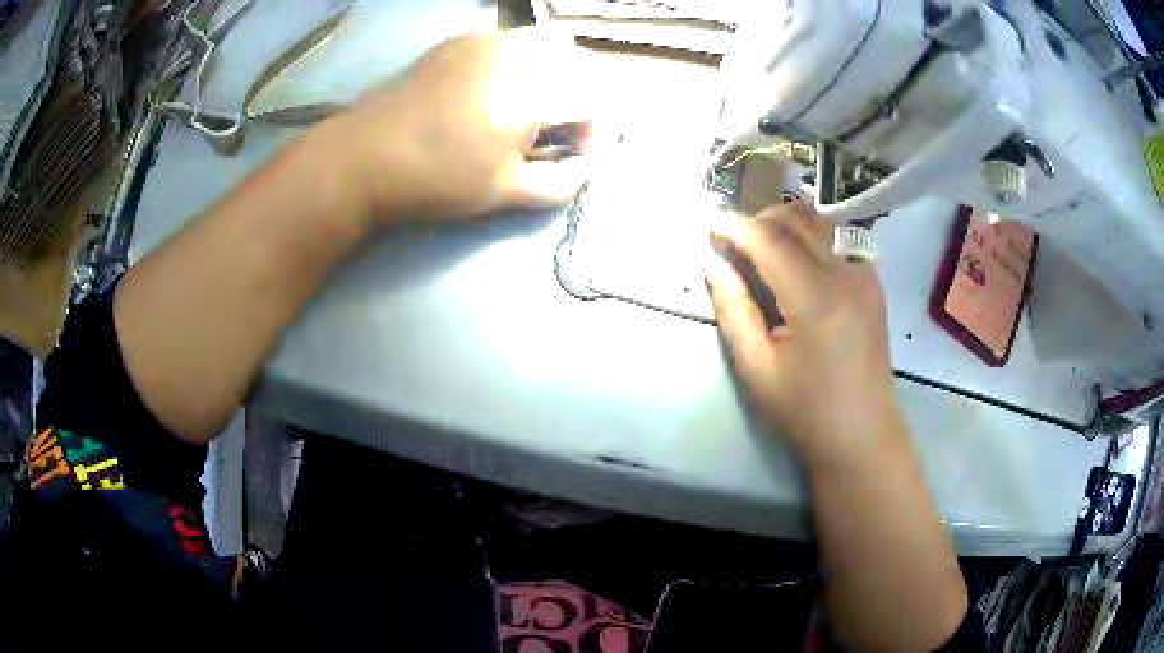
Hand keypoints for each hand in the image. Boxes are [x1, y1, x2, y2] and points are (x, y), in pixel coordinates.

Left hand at [336, 28, 594, 221]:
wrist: (363, 157)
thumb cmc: (437, 178)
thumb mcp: (505, 191)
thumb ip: (561, 182)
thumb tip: (584, 167)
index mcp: (535, 89)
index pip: (596, 98)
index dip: (598, 130)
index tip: (578, 156)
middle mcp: (518, 52)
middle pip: (578, 63)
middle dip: (581, 97)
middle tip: (558, 132)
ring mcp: (486, 40)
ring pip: (546, 44)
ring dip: (555, 74)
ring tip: (531, 110)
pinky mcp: (459, 41)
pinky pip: (510, 41)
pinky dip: (522, 63)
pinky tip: (498, 91)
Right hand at [707, 203, 903, 466]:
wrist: (863, 435)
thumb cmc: (806, 411)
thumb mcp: (757, 368)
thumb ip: (733, 309)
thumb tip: (712, 264)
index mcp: (816, 299)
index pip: (770, 239)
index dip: (735, 228)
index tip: (708, 227)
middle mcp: (846, 273)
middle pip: (797, 218)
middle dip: (759, 219)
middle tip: (732, 241)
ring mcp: (864, 275)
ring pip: (819, 222)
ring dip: (785, 223)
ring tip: (760, 248)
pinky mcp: (872, 282)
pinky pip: (836, 238)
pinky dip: (808, 237)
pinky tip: (794, 262)